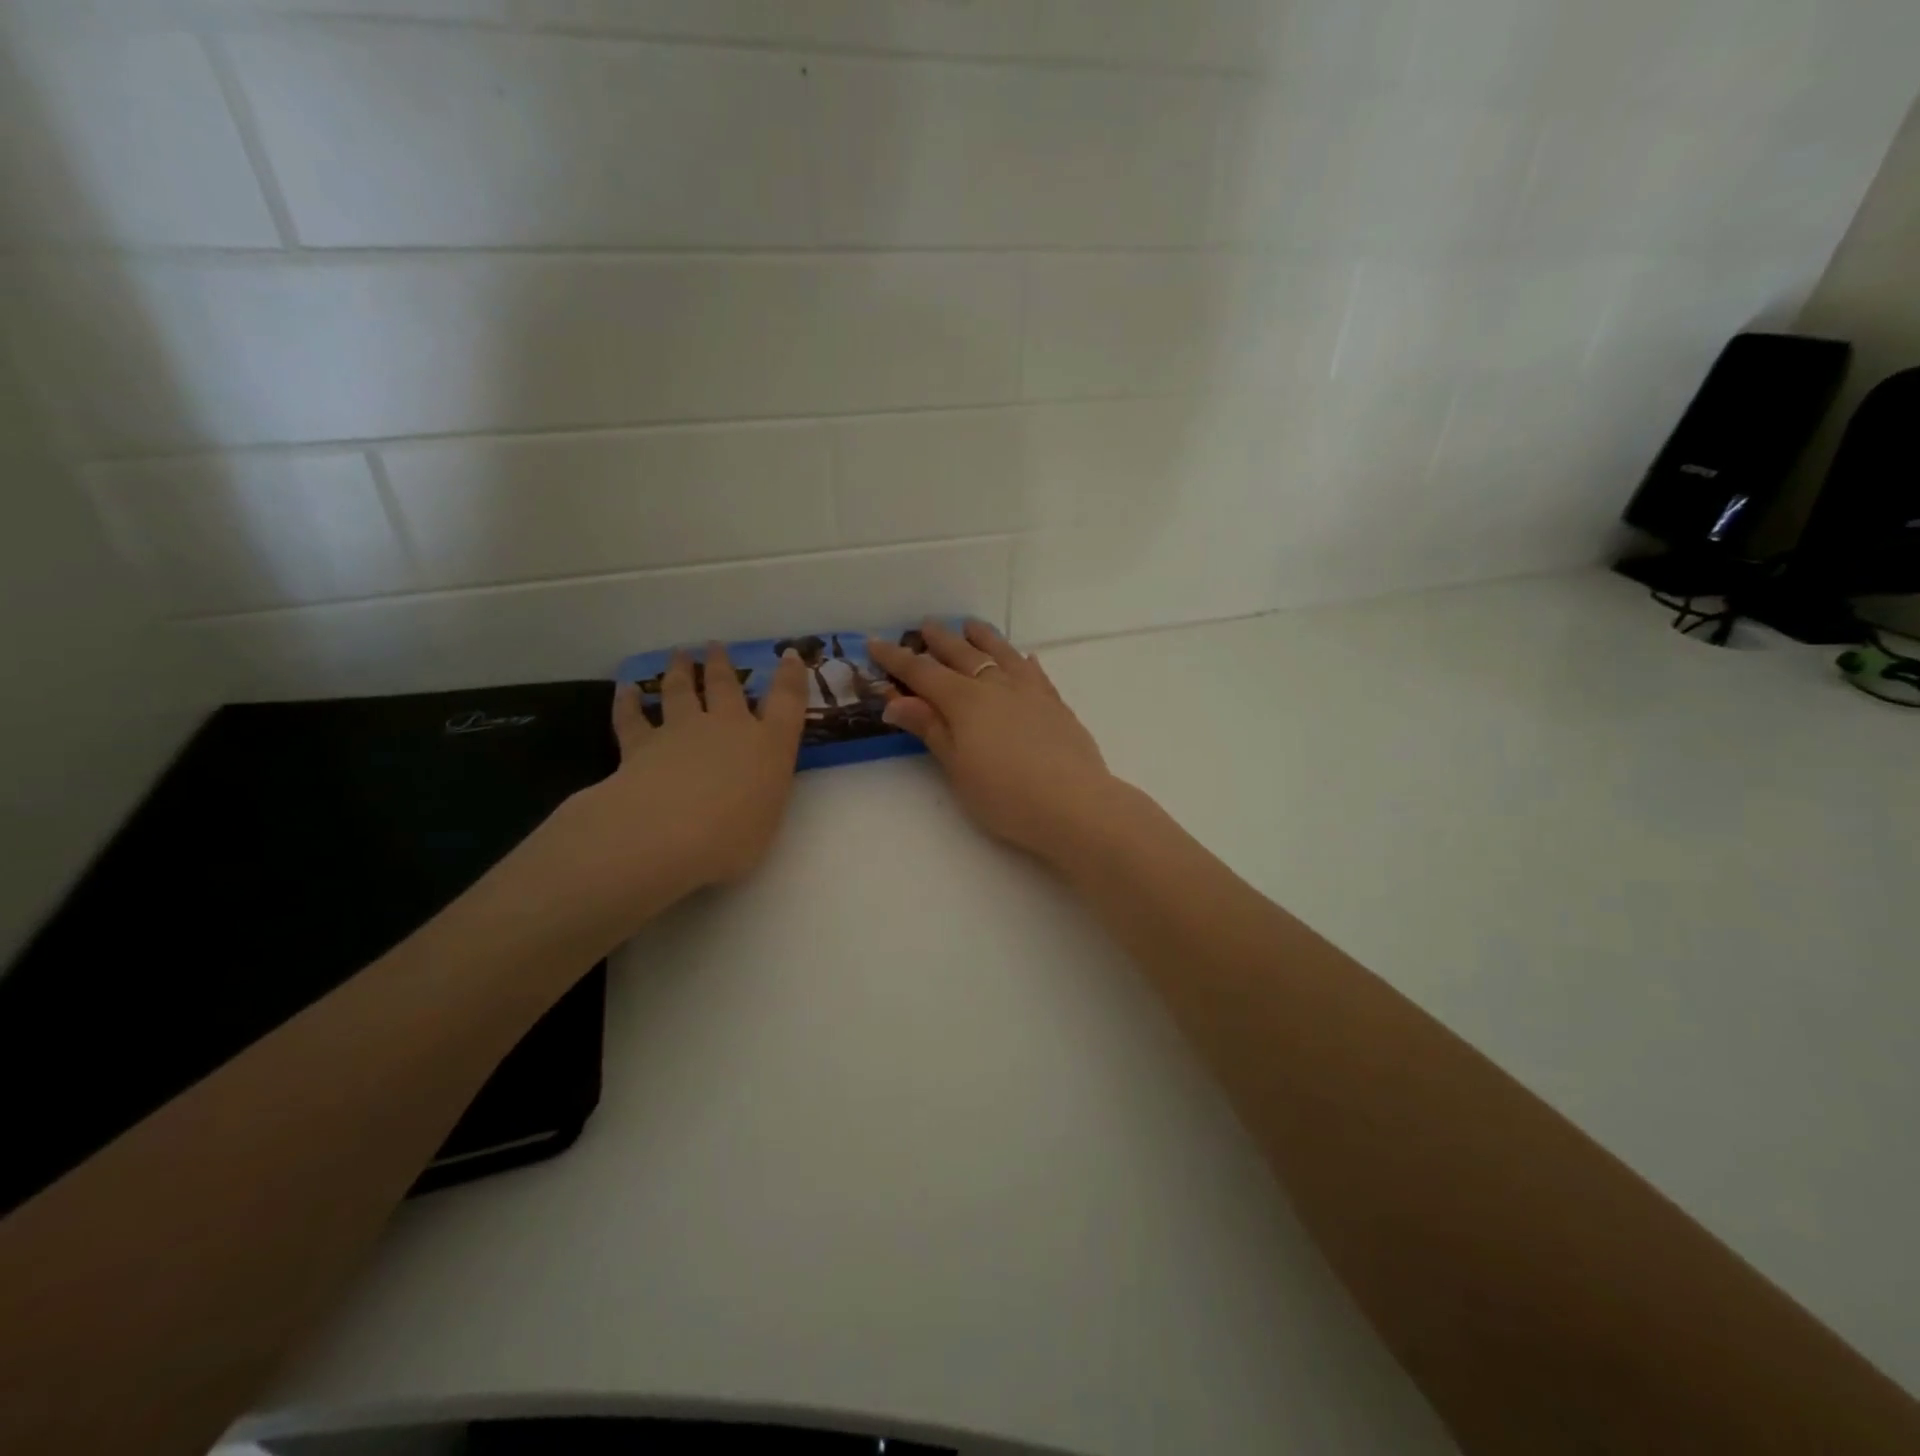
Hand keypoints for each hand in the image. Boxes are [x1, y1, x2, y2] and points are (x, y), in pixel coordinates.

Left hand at [534, 644, 808, 932]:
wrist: (665, 833)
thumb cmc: (732, 837)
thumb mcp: (766, 821)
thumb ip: (760, 799)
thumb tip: (750, 794)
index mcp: (768, 746)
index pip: (787, 702)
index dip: (791, 677)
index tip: (791, 656)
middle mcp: (728, 728)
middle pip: (727, 686)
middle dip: (723, 665)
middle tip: (716, 646)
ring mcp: (682, 731)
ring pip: (680, 691)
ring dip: (680, 671)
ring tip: (679, 654)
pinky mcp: (640, 745)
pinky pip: (632, 718)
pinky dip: (628, 702)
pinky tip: (626, 690)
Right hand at [868, 621, 1120, 864]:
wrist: (1072, 803)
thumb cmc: (1004, 794)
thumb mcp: (957, 766)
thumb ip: (930, 728)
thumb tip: (896, 702)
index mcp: (965, 701)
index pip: (922, 673)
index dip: (897, 658)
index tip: (875, 642)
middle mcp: (996, 686)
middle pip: (962, 655)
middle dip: (940, 640)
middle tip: (926, 626)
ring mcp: (1030, 691)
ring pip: (1002, 654)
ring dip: (983, 638)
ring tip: (970, 626)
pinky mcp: (1055, 704)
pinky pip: (1035, 672)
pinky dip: (1023, 661)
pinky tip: (1024, 658)